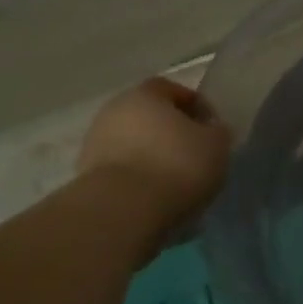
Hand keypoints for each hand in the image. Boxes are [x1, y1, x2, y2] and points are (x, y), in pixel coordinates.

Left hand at [77, 78, 231, 222]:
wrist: (122, 212)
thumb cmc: (176, 166)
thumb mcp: (217, 145)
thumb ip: (217, 132)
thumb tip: (211, 132)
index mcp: (146, 93)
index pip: (175, 91)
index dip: (197, 108)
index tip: (212, 131)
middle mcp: (115, 110)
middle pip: (150, 118)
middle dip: (171, 134)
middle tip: (194, 156)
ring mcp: (95, 144)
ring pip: (134, 146)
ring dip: (153, 159)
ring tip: (175, 184)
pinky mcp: (85, 178)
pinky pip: (122, 173)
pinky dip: (137, 181)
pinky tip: (155, 200)